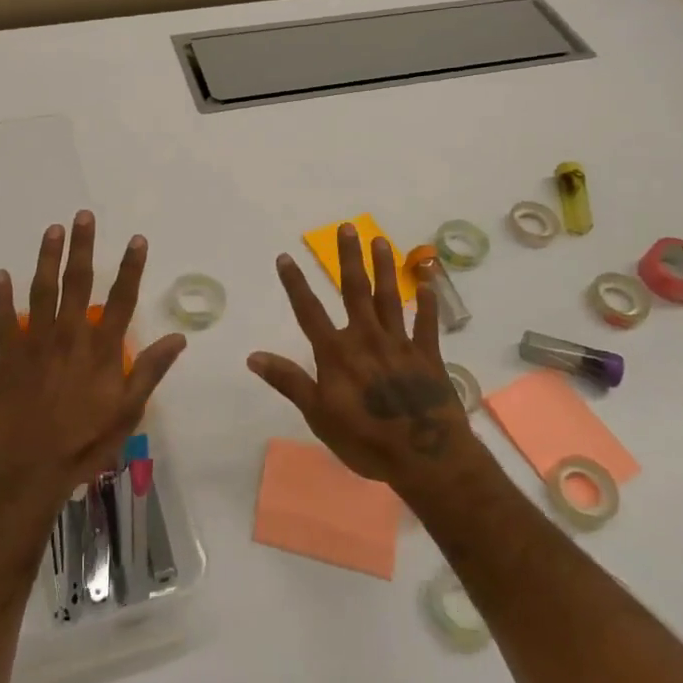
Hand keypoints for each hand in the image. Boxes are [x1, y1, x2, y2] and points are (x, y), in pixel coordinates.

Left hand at [0, 211, 186, 502]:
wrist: (28, 469)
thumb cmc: (84, 442)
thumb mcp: (129, 411)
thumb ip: (151, 371)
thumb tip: (178, 338)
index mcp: (101, 349)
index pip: (121, 299)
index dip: (131, 267)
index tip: (136, 239)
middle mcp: (70, 336)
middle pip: (78, 282)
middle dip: (82, 246)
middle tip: (83, 215)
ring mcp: (36, 342)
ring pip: (42, 290)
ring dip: (47, 257)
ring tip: (52, 229)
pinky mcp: (8, 355)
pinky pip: (3, 319)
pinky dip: (0, 296)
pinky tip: (0, 273)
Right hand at [247, 223, 476, 488]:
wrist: (425, 456)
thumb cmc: (365, 439)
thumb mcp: (318, 415)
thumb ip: (289, 381)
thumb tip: (253, 356)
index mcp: (337, 353)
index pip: (309, 311)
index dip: (295, 283)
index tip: (285, 256)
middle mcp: (366, 338)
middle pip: (355, 291)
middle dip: (349, 258)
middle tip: (347, 227)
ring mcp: (400, 344)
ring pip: (390, 298)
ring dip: (384, 268)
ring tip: (380, 240)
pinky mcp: (428, 355)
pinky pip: (427, 324)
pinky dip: (428, 303)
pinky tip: (429, 282)